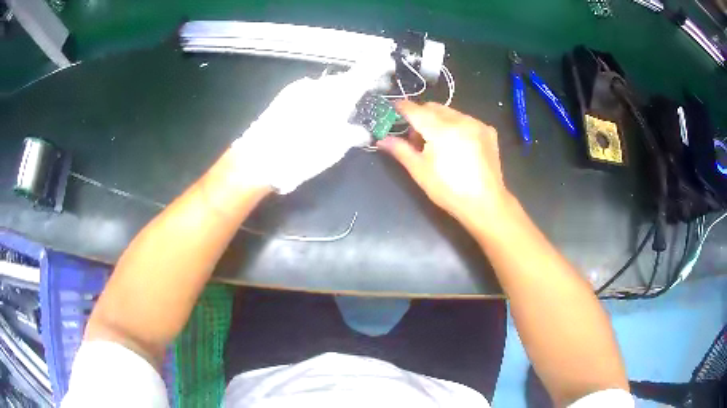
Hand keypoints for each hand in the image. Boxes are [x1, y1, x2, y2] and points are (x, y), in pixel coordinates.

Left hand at [231, 59, 392, 193]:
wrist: (259, 158)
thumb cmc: (301, 154)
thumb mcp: (335, 149)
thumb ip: (353, 134)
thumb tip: (362, 131)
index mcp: (336, 95)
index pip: (363, 72)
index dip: (378, 65)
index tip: (388, 62)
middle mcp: (319, 85)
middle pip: (346, 79)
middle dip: (361, 82)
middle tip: (375, 89)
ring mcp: (299, 89)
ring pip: (328, 86)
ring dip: (342, 91)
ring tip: (348, 105)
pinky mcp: (285, 96)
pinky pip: (312, 91)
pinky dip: (324, 97)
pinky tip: (323, 111)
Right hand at [378, 101, 511, 230]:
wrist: (485, 204)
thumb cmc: (449, 190)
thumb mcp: (420, 171)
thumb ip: (400, 150)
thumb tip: (381, 139)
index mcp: (441, 129)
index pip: (415, 110)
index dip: (401, 107)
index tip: (392, 109)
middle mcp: (460, 120)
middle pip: (433, 107)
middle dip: (421, 115)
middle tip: (415, 136)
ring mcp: (476, 124)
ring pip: (450, 112)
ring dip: (438, 119)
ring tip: (437, 142)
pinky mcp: (488, 131)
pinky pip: (466, 119)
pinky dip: (456, 125)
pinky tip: (457, 144)